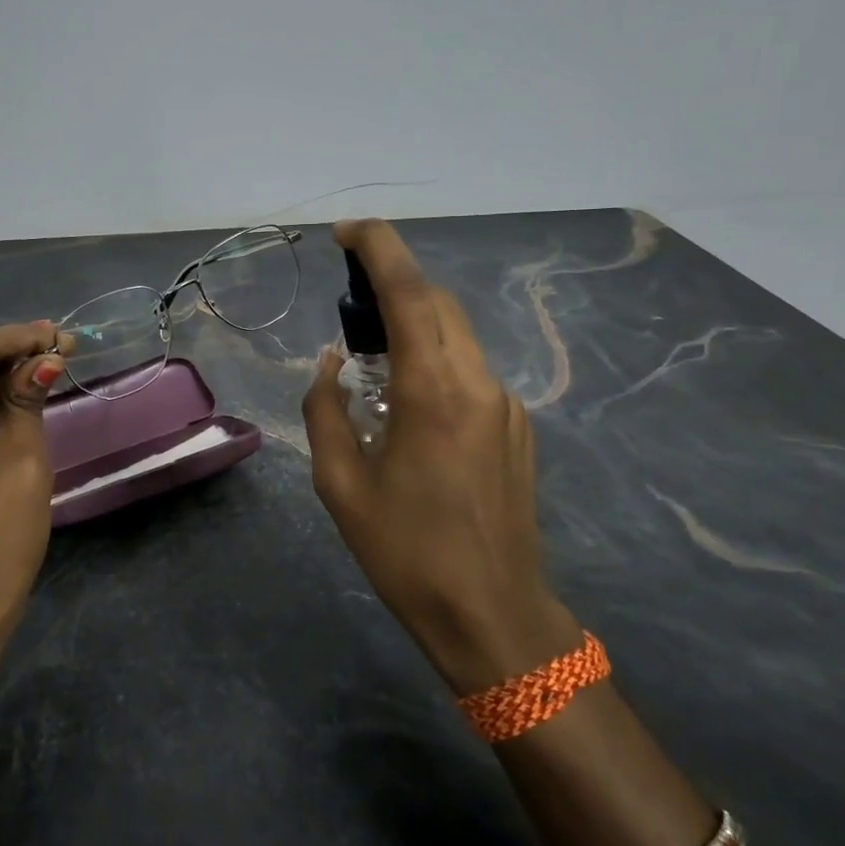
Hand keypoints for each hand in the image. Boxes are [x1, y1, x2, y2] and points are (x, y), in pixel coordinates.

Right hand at [302, 220, 579, 694]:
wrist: (493, 614)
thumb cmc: (405, 553)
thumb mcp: (340, 484)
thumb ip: (327, 409)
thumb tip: (334, 364)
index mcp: (432, 392)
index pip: (409, 292)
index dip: (378, 248)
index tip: (346, 232)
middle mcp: (478, 383)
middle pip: (438, 303)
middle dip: (393, 282)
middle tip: (348, 300)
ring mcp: (505, 404)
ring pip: (457, 334)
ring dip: (414, 324)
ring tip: (372, 358)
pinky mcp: (517, 427)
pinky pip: (469, 371)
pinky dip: (434, 360)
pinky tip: (409, 404)